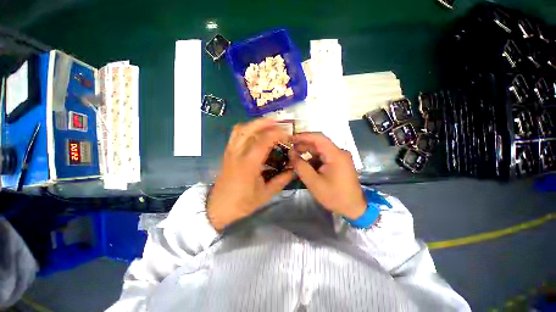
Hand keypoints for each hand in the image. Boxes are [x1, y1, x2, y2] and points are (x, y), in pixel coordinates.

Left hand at [207, 118, 293, 230]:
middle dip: (264, 122)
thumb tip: (293, 170)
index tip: (287, 134)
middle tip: (277, 122)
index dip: (276, 134)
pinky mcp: (227, 153)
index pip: (263, 141)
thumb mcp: (265, 194)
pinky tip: (255, 133)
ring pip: (240, 129)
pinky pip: (235, 135)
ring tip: (267, 125)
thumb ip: (281, 180)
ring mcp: (230, 152)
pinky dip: (246, 129)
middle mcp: (237, 154)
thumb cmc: (242, 203)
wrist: (218, 208)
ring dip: (254, 124)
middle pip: (248, 129)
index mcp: (248, 165)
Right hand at [290, 132, 365, 219]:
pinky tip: (305, 164)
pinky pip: (323, 156)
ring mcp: (339, 157)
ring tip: (294, 157)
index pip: (318, 138)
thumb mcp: (314, 183)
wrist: (353, 208)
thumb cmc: (334, 196)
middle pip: (319, 143)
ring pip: (320, 150)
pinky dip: (313, 159)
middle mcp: (339, 152)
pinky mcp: (338, 163)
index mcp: (336, 155)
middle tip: (289, 149)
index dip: (303, 136)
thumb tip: (291, 154)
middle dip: (303, 145)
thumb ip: (301, 167)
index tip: (290, 139)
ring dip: (307, 152)